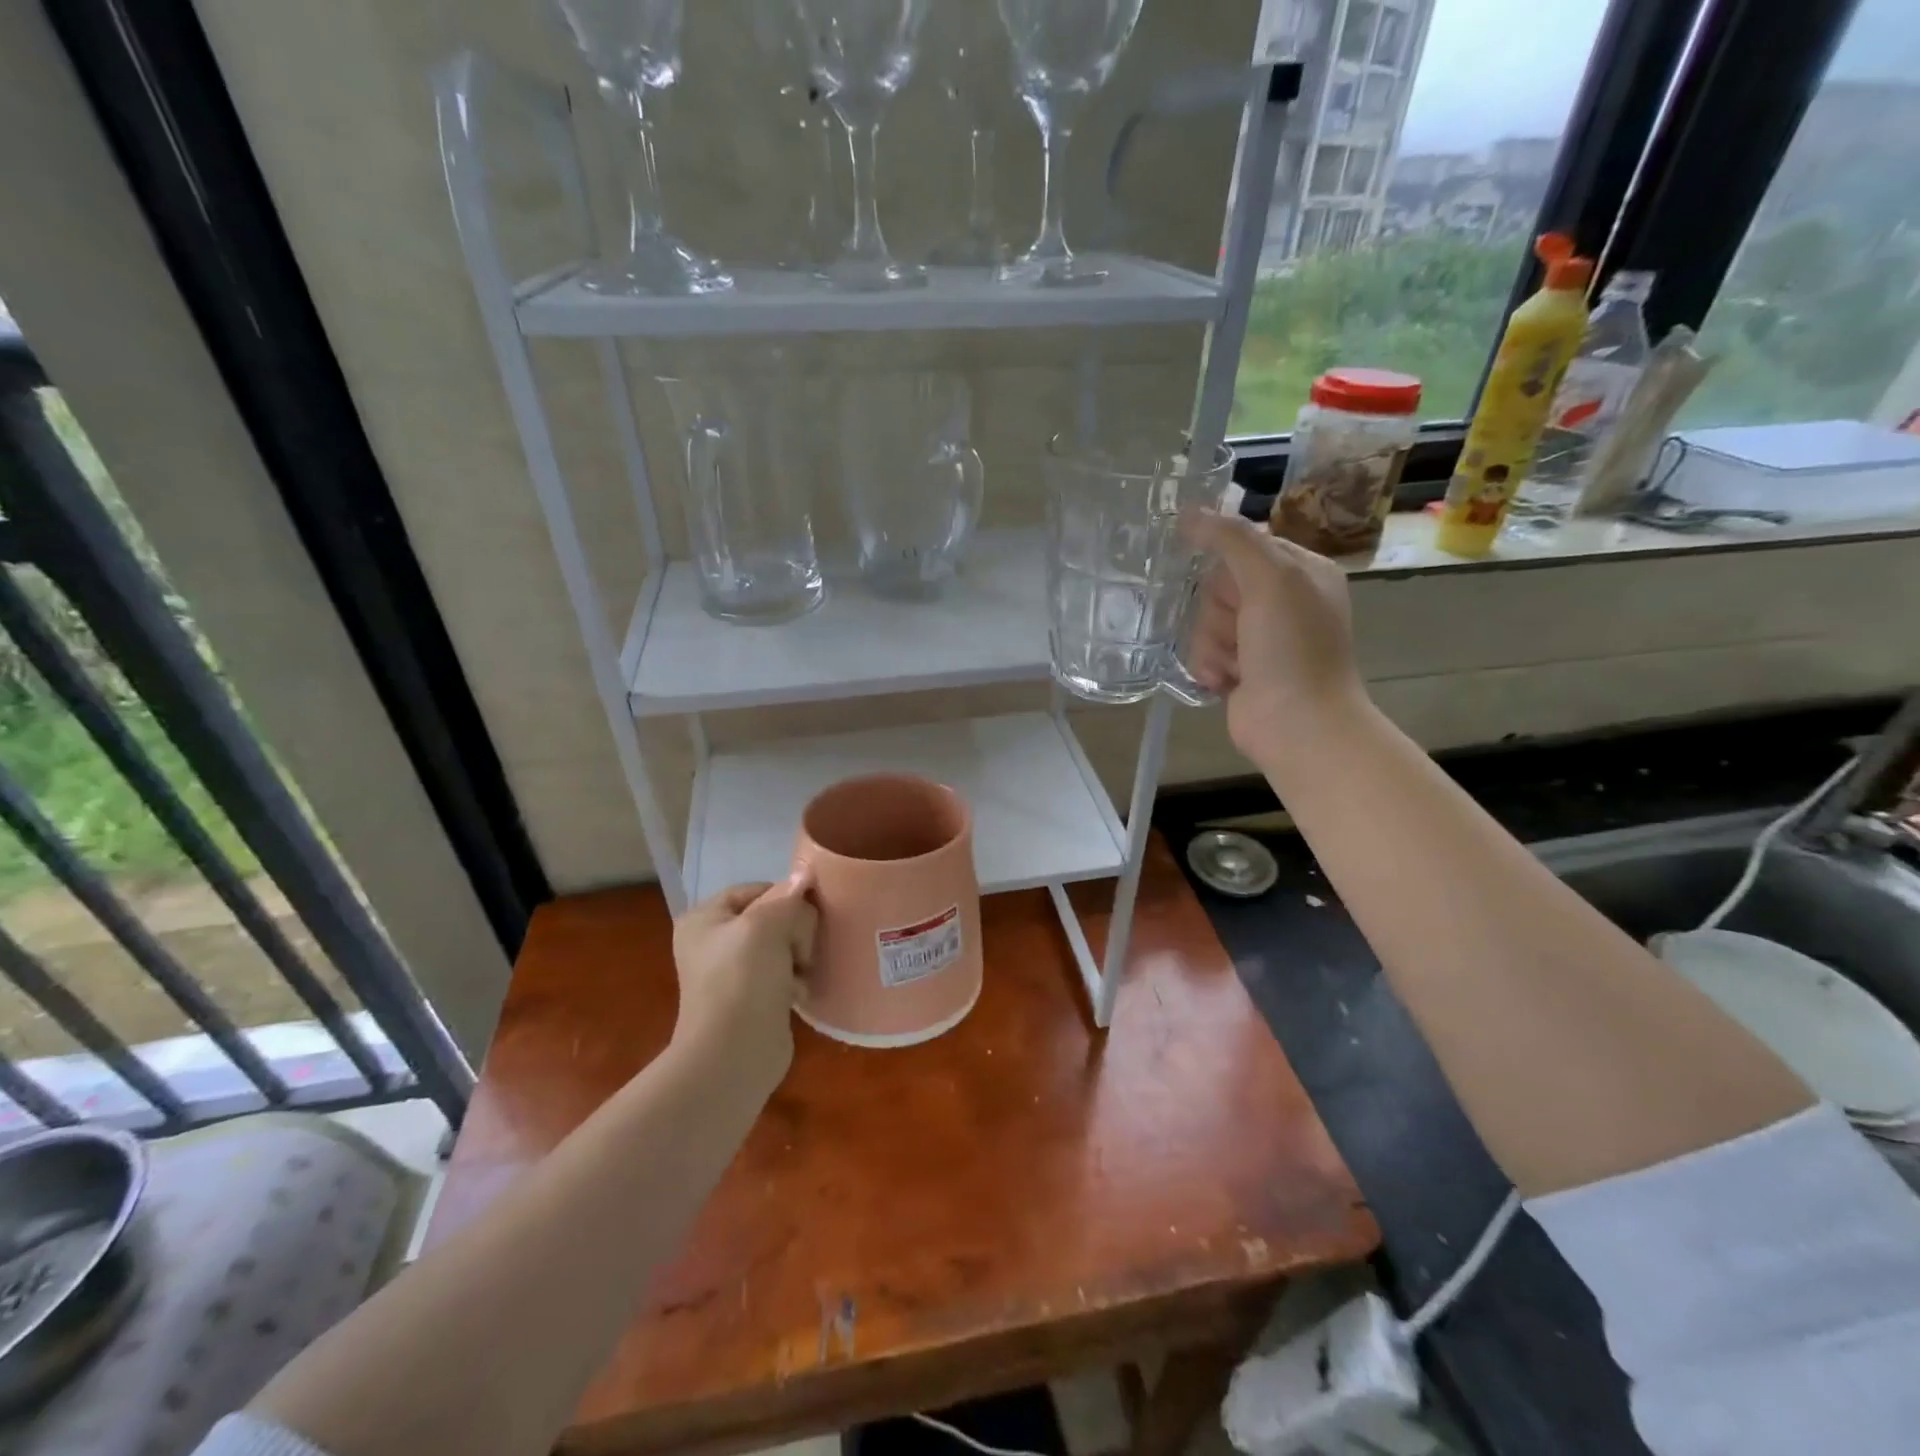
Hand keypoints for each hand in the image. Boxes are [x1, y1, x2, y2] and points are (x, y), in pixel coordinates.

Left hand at [670, 875, 815, 1099]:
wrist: (733, 1054)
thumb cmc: (742, 980)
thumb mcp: (767, 925)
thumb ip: (789, 898)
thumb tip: (806, 876)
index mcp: (705, 918)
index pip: (755, 889)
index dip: (785, 896)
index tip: (809, 912)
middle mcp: (714, 942)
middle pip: (771, 916)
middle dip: (795, 929)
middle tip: (802, 949)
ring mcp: (732, 973)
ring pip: (782, 945)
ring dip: (799, 955)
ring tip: (804, 972)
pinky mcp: (752, 999)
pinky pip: (783, 974)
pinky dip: (796, 979)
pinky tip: (801, 991)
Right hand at [1182, 512, 1370, 761]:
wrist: (1298, 724)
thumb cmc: (1292, 648)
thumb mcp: (1270, 579)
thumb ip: (1231, 539)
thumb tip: (1189, 510)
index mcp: (1301, 572)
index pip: (1243, 547)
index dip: (1227, 568)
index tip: (1231, 589)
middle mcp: (1281, 602)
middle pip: (1217, 586)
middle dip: (1218, 612)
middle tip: (1240, 631)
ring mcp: (1259, 639)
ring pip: (1205, 621)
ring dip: (1211, 644)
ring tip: (1235, 665)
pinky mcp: (1239, 669)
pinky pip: (1203, 652)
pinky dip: (1209, 667)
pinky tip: (1226, 682)